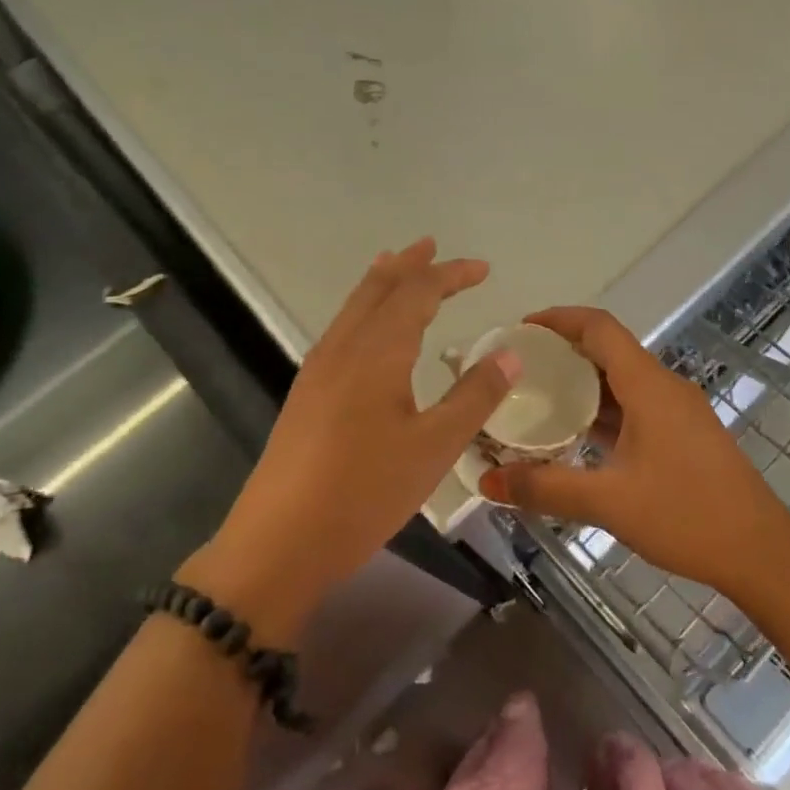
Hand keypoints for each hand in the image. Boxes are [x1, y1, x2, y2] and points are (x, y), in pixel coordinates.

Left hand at [182, 239, 519, 640]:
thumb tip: (511, 354)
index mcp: (377, 353)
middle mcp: (343, 349)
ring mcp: (318, 372)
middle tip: (432, 245)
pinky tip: (367, 330)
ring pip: (354, 308)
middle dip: (409, 265)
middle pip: (378, 289)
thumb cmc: (364, 492)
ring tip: (397, 266)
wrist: (278, 543)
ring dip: (381, 283)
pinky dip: (363, 310)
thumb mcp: (434, 447)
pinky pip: (341, 330)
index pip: (418, 293)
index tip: (484, 269)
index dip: (451, 275)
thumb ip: (475, 397)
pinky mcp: (306, 396)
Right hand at [480, 307, 789, 592]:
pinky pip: (635, 406)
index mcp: (648, 386)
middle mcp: (664, 387)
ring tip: (537, 400)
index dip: (559, 319)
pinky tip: (577, 437)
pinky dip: (603, 411)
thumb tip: (487, 482)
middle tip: (519, 370)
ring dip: (582, 385)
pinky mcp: (684, 434)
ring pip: (622, 381)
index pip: (599, 328)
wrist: (759, 550)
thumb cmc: (686, 515)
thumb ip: (546, 488)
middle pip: (609, 351)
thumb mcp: (609, 502)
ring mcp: (678, 411)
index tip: (521, 330)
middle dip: (563, 353)